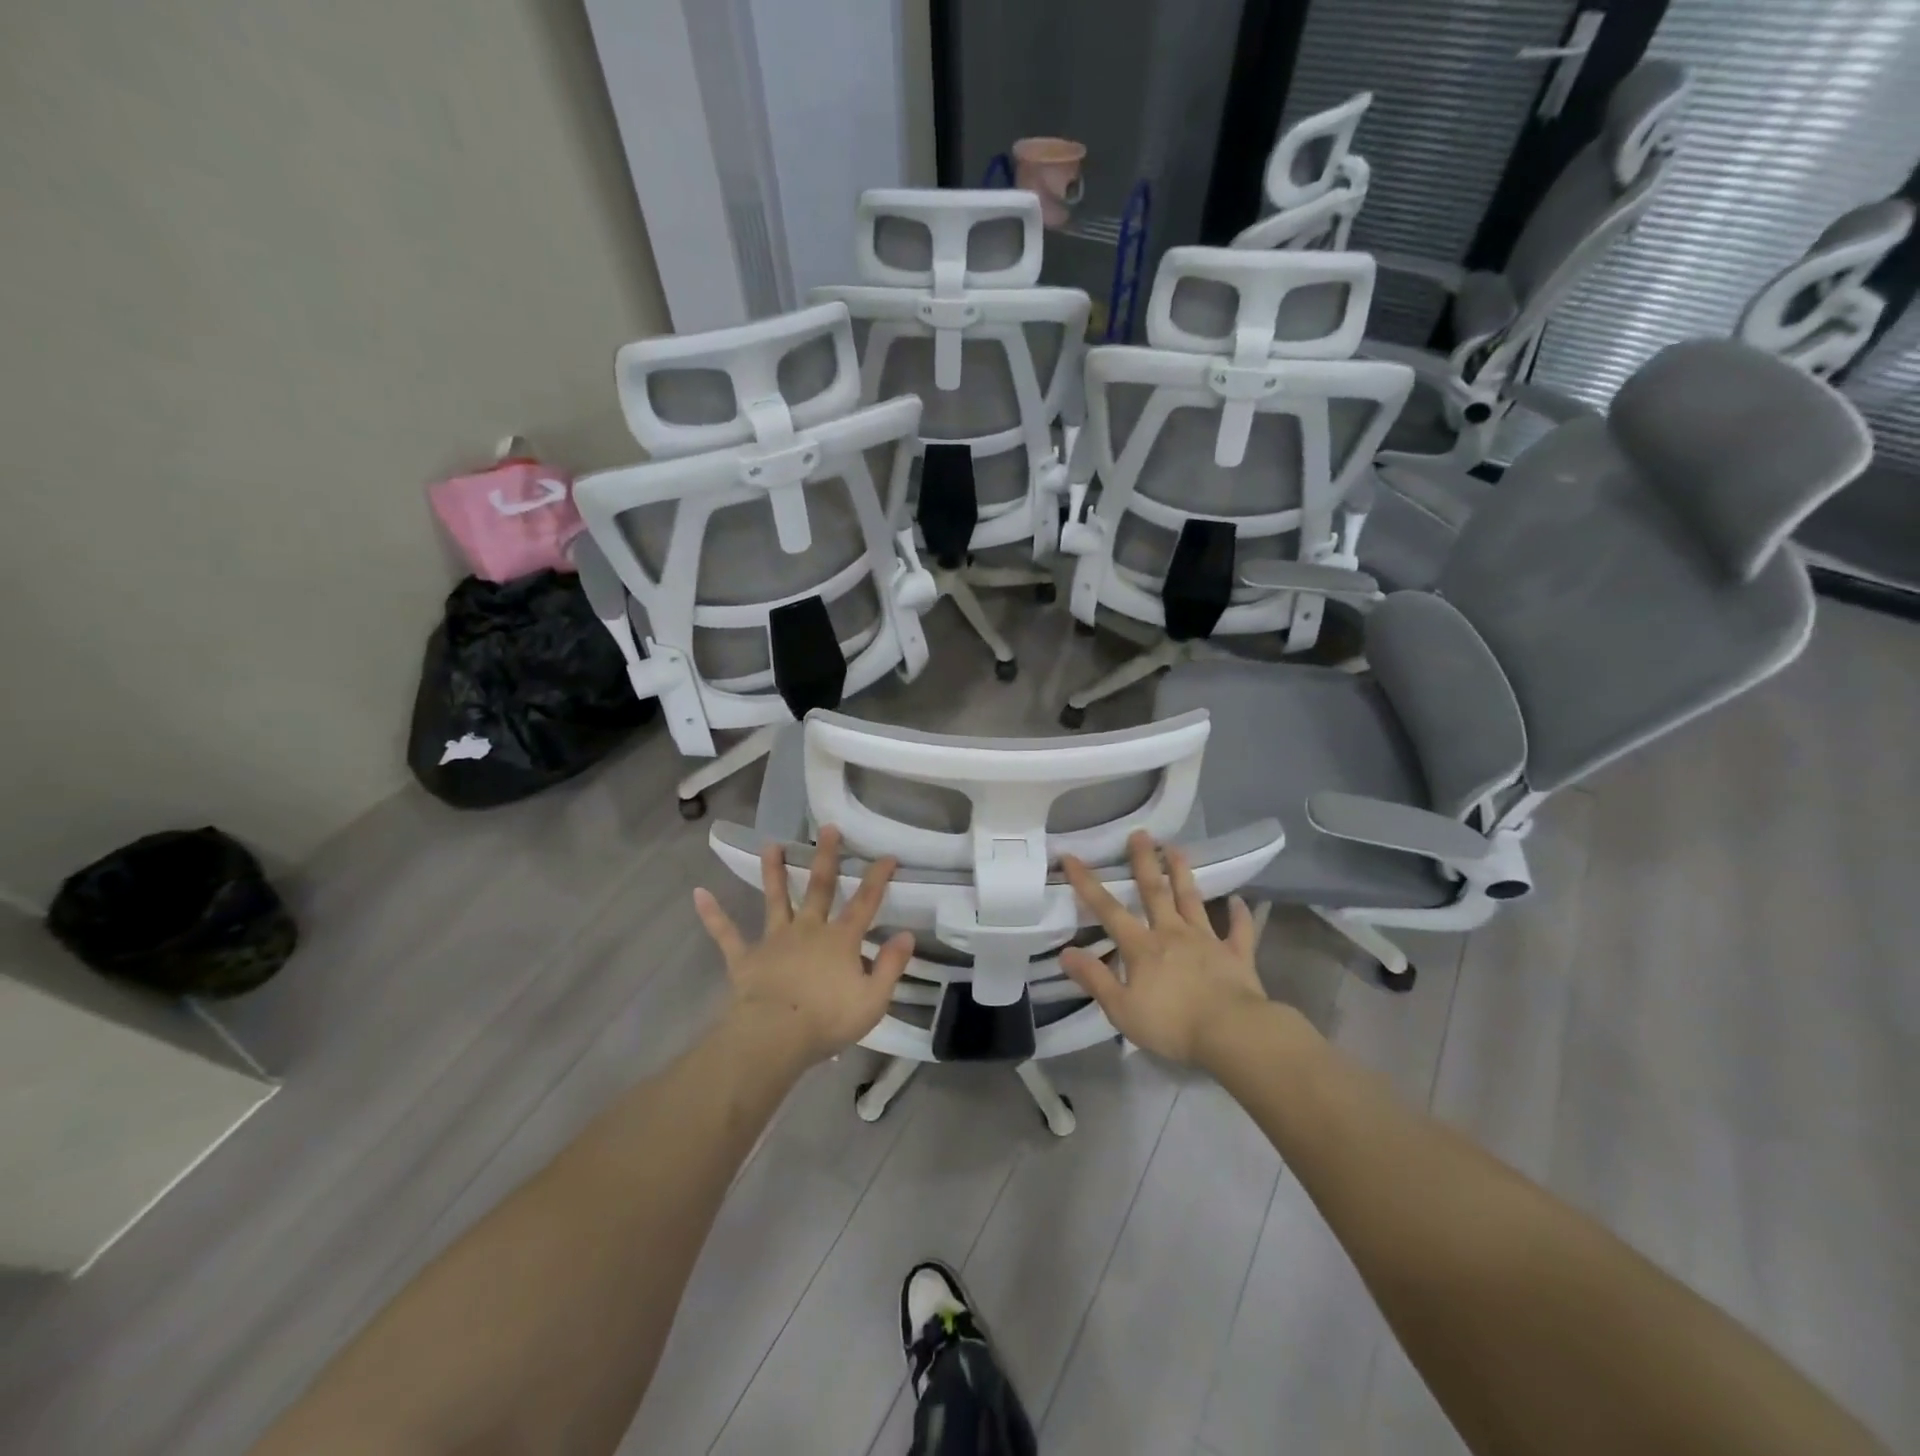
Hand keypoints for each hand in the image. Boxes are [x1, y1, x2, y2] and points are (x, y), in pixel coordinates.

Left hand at [692, 825, 914, 1069]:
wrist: (774, 1036)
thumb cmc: (827, 1020)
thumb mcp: (873, 999)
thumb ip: (891, 965)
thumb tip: (907, 935)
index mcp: (841, 940)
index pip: (865, 902)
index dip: (878, 878)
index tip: (887, 856)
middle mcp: (808, 930)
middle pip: (819, 887)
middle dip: (826, 857)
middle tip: (828, 828)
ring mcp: (775, 941)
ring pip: (776, 899)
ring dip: (773, 872)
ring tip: (770, 845)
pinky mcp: (746, 958)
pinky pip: (727, 934)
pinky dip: (713, 915)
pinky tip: (699, 894)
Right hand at [1059, 831, 1268, 1068]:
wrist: (1232, 1033)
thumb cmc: (1172, 1025)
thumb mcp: (1121, 1009)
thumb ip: (1095, 979)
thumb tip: (1066, 952)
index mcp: (1142, 947)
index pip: (1108, 909)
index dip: (1087, 883)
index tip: (1072, 857)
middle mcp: (1172, 934)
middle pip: (1155, 891)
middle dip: (1144, 862)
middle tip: (1140, 833)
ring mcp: (1207, 941)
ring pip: (1192, 900)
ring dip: (1183, 874)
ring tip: (1176, 849)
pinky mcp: (1237, 955)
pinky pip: (1239, 931)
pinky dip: (1240, 915)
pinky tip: (1240, 902)